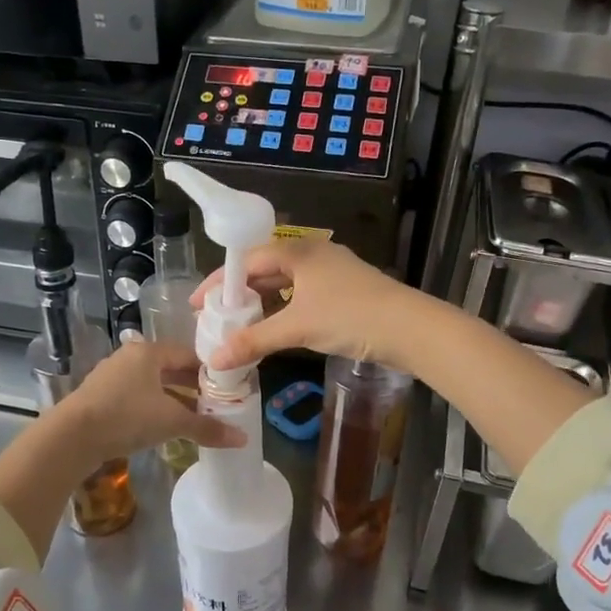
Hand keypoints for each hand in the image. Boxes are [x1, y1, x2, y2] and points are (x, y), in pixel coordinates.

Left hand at [55, 339, 244, 465]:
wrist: (71, 437)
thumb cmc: (126, 417)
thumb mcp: (172, 421)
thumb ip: (207, 428)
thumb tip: (242, 438)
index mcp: (148, 352)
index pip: (188, 354)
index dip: (210, 371)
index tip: (228, 388)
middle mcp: (130, 358)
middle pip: (170, 369)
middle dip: (193, 387)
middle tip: (216, 404)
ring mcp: (112, 378)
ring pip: (153, 386)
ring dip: (174, 400)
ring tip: (195, 418)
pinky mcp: (101, 398)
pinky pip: (137, 399)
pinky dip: (154, 409)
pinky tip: (164, 427)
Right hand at [191, 239, 433, 373]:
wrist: (411, 328)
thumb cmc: (350, 317)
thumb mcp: (297, 328)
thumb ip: (254, 341)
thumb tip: (215, 359)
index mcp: (298, 251)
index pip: (247, 261)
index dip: (220, 283)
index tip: (200, 305)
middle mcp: (313, 253)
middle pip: (265, 269)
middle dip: (240, 293)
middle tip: (217, 316)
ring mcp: (331, 271)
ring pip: (285, 283)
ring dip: (262, 302)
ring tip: (240, 324)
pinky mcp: (345, 290)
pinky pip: (302, 294)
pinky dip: (284, 309)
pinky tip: (276, 327)